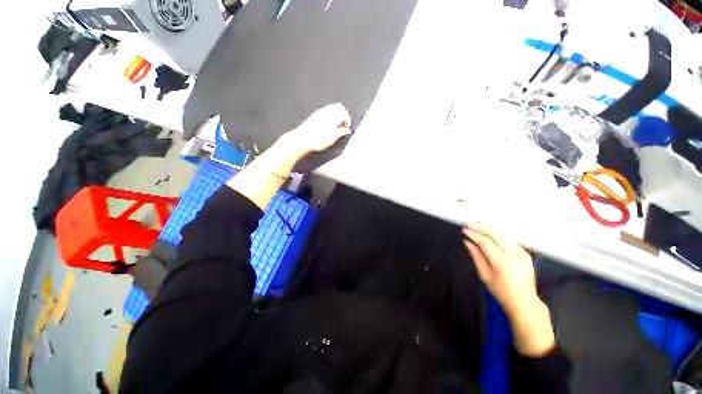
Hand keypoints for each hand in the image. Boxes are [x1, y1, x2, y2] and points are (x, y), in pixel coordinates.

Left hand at [282, 103, 351, 156]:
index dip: (348, 121)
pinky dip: (330, 116)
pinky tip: (328, 125)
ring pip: (332, 108)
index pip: (345, 113)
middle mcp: (327, 111)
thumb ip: (342, 132)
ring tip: (336, 126)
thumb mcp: (333, 138)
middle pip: (339, 107)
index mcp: (333, 116)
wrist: (302, 139)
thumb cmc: (318, 139)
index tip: (346, 128)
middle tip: (343, 125)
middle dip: (343, 115)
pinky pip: (325, 111)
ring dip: (336, 115)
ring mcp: (320, 112)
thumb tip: (347, 130)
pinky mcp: (314, 115)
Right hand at [462, 224, 536, 313]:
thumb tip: (468, 242)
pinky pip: (510, 239)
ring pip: (504, 233)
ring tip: (478, 226)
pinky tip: (490, 233)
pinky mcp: (526, 253)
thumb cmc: (502, 292)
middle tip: (470, 225)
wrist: (524, 302)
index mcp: (503, 263)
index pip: (485, 242)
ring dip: (489, 228)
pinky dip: (498, 233)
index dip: (473, 235)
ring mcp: (522, 253)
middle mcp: (514, 255)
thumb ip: (476, 256)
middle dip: (481, 227)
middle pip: (496, 234)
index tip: (465, 231)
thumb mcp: (484, 275)